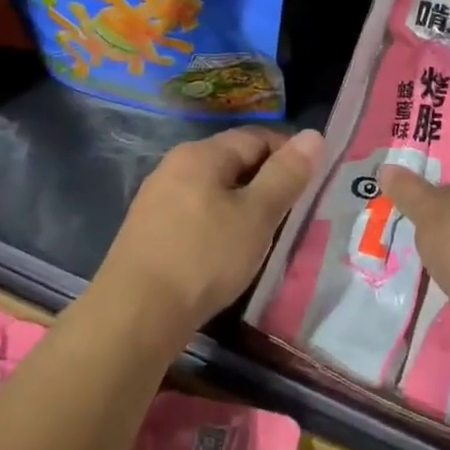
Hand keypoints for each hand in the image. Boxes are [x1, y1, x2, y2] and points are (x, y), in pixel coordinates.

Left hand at [99, 127, 323, 338]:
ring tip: (266, 234)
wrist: (136, 313)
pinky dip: (220, 223)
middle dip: (267, 180)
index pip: (256, 136)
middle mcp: (175, 166)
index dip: (289, 153)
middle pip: (233, 160)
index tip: (313, 182)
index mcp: (201, 154)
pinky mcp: (150, 230)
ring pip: (215, 189)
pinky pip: (197, 213)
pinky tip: (228, 251)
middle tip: (294, 212)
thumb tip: (313, 135)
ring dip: (244, 204)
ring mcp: (158, 198)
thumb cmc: (204, 257)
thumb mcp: (257, 215)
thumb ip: (286, 174)